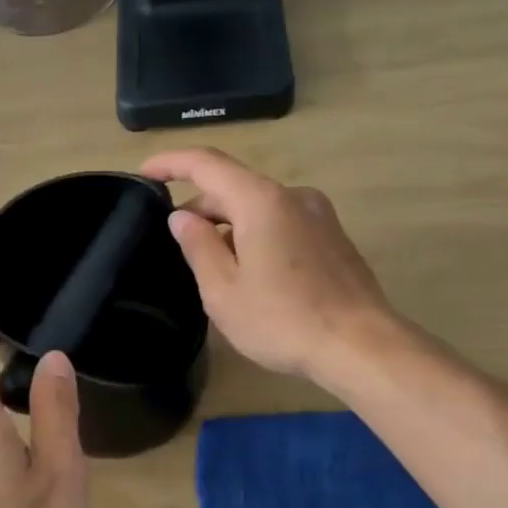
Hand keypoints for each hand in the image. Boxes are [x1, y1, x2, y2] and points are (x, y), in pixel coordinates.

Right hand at [141, 147, 406, 386]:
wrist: (361, 345)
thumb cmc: (283, 320)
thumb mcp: (223, 290)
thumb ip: (198, 246)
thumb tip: (183, 217)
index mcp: (261, 201)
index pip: (207, 164)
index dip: (172, 162)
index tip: (145, 172)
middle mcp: (293, 196)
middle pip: (235, 187)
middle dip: (201, 207)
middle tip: (176, 243)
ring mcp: (319, 215)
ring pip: (259, 208)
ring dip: (229, 226)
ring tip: (212, 266)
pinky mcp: (333, 238)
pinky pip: (282, 223)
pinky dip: (256, 235)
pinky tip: (251, 274)